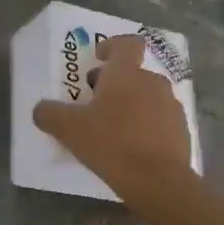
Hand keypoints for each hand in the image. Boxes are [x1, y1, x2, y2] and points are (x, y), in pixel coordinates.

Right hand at [33, 34, 191, 197]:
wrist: (158, 180)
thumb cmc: (111, 144)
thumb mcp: (70, 130)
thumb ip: (50, 114)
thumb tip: (41, 109)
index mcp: (126, 74)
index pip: (127, 44)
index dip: (112, 46)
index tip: (99, 58)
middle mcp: (153, 83)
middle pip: (134, 73)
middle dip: (115, 84)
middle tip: (95, 103)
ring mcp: (171, 106)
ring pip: (148, 97)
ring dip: (132, 105)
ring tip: (114, 129)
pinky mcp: (181, 130)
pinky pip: (160, 120)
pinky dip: (147, 126)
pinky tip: (133, 147)